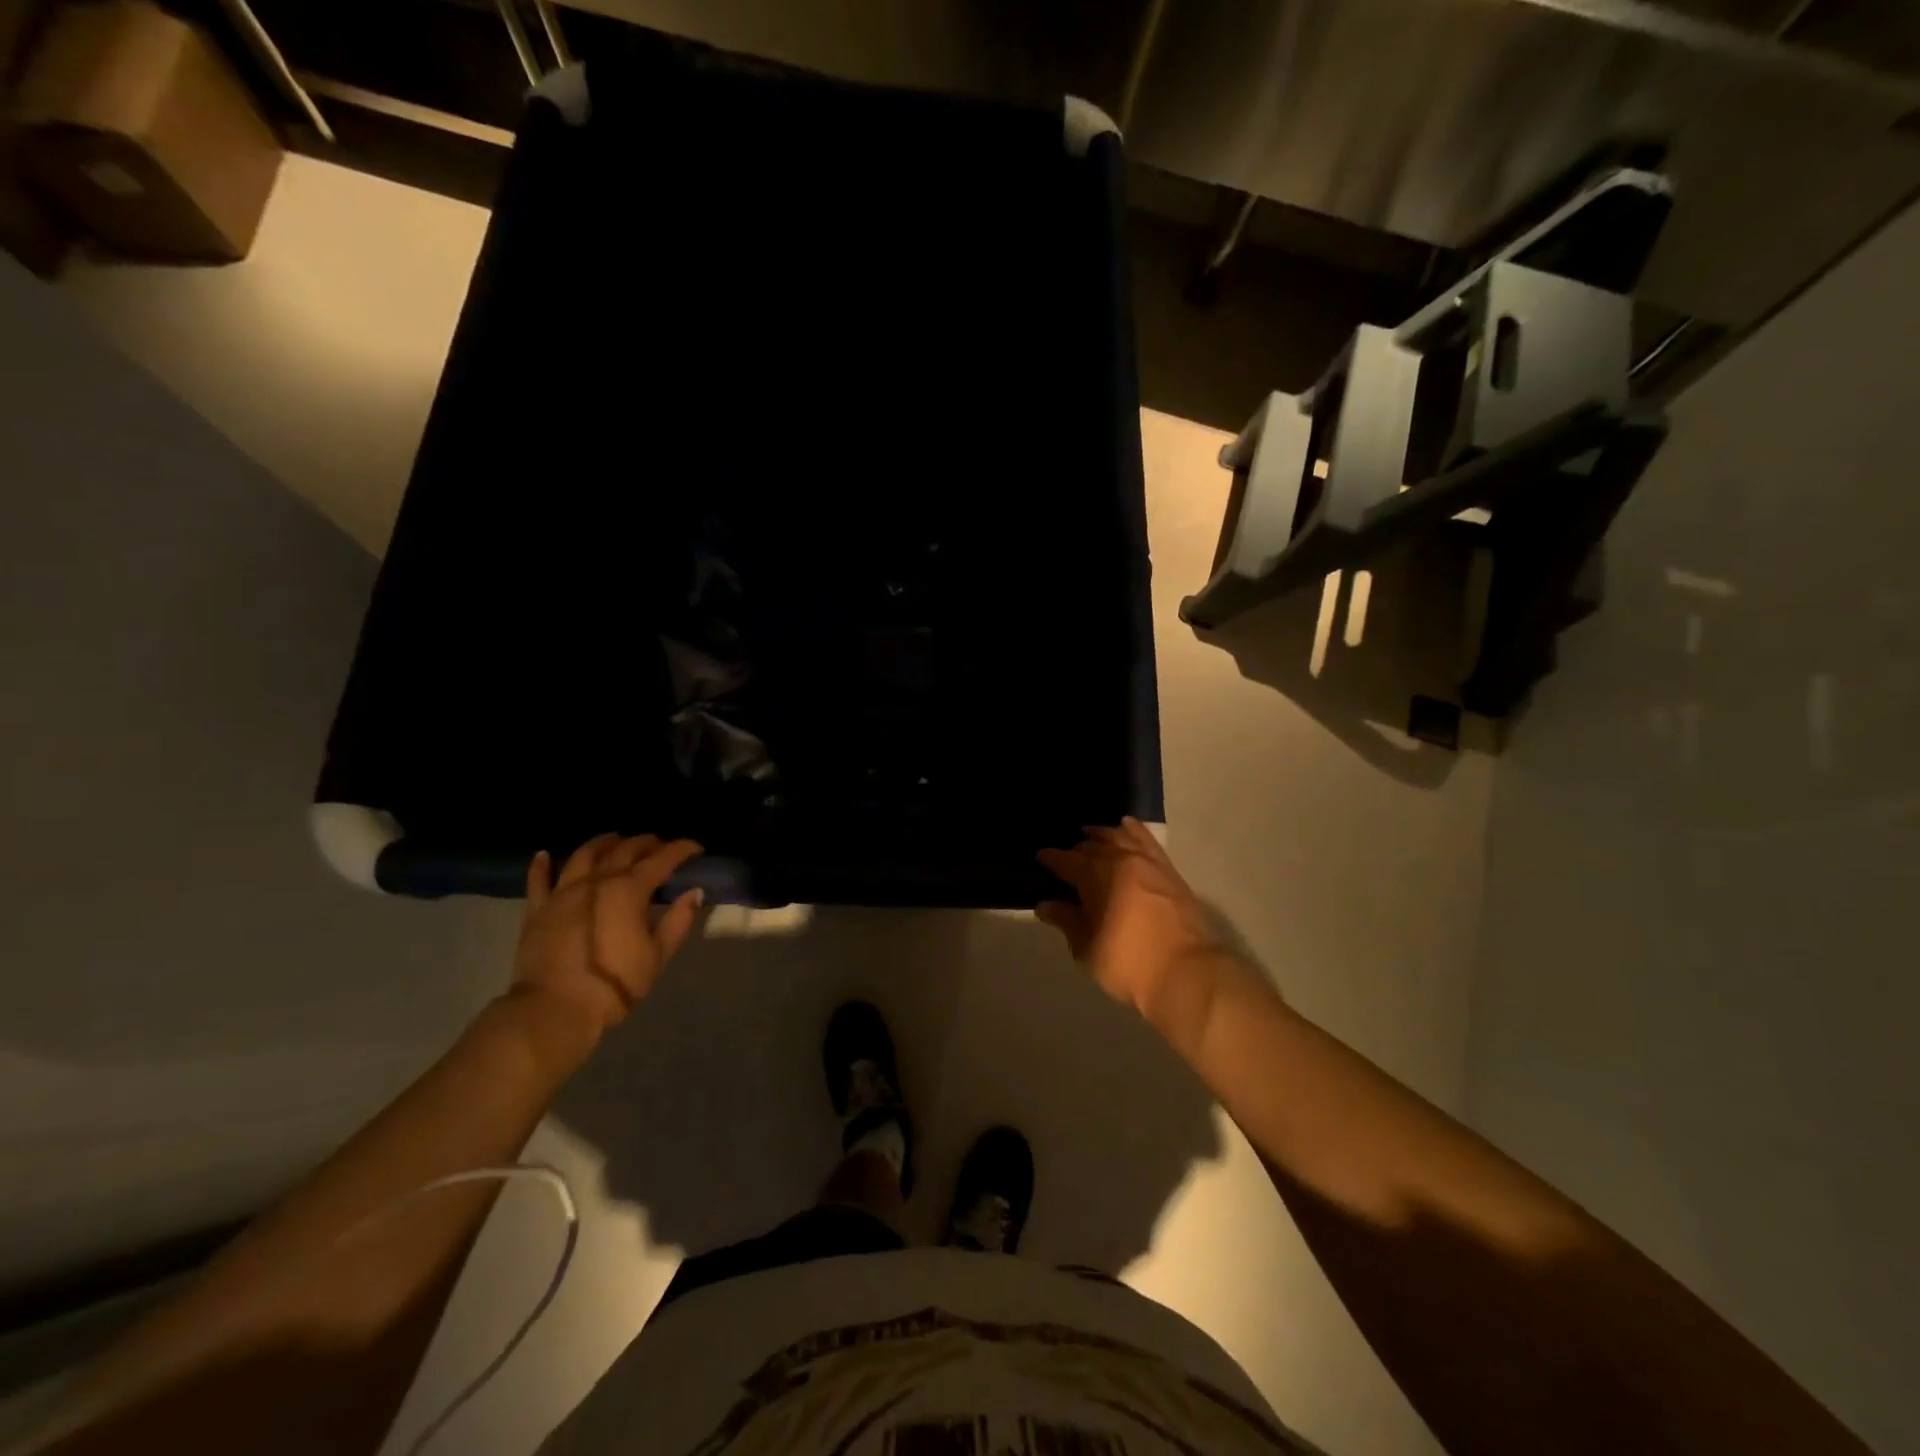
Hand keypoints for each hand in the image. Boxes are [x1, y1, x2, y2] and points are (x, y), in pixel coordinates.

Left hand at [510, 833, 703, 1052]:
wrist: (554, 1009)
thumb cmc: (614, 984)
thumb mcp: (657, 956)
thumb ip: (677, 921)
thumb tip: (694, 893)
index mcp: (630, 890)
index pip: (662, 859)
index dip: (681, 850)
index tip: (696, 848)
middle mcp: (597, 881)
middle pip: (625, 849)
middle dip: (646, 843)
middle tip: (660, 845)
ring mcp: (563, 892)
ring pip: (584, 855)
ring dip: (603, 843)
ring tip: (615, 840)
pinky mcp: (538, 909)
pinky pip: (538, 880)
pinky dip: (542, 865)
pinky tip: (544, 855)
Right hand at [1037, 818, 1227, 1054]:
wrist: (1187, 972)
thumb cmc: (1128, 963)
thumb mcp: (1087, 948)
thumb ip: (1066, 921)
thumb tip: (1045, 905)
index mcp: (1096, 877)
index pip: (1067, 861)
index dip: (1052, 858)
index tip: (1040, 857)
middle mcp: (1121, 861)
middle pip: (1093, 847)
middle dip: (1076, 849)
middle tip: (1066, 856)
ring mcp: (1149, 863)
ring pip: (1120, 837)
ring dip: (1102, 835)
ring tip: (1091, 834)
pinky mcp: (1170, 871)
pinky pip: (1147, 841)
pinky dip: (1133, 831)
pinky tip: (1127, 827)